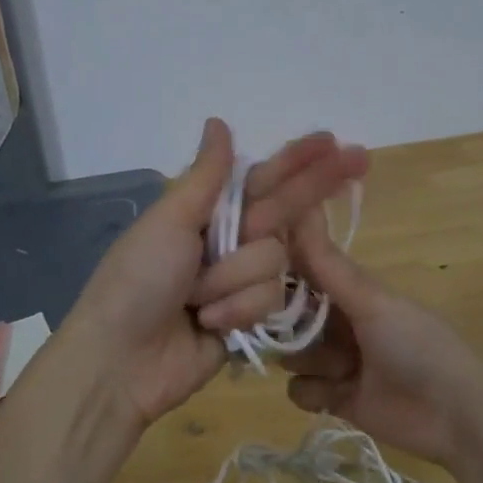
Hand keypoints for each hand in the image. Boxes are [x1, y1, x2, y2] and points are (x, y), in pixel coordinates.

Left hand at [60, 118, 368, 442]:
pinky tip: (210, 324)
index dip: (296, 161)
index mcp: (206, 214)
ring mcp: (240, 283)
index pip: (262, 180)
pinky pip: (271, 301)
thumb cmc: (138, 281)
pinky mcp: (250, 320)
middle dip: (314, 188)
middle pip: (285, 212)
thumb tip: (218, 122)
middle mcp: (228, 243)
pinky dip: (238, 311)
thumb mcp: (169, 221)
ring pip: (277, 261)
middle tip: (361, 158)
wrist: (120, 361)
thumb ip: (206, 176)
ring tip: (197, 299)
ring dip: (235, 279)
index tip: (332, 141)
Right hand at [282, 214, 482, 467]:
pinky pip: (300, 390)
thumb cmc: (417, 346)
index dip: (275, 272)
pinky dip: (314, 392)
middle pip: (287, 316)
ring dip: (304, 359)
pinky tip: (338, 394)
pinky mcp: (334, 399)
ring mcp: (336, 362)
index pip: (300, 272)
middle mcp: (338, 322)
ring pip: (290, 353)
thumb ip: (327, 263)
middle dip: (283, 322)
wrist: (455, 416)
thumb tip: (298, 205)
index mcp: (349, 291)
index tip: (252, 273)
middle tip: (288, 328)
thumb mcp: (371, 300)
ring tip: (336, 368)